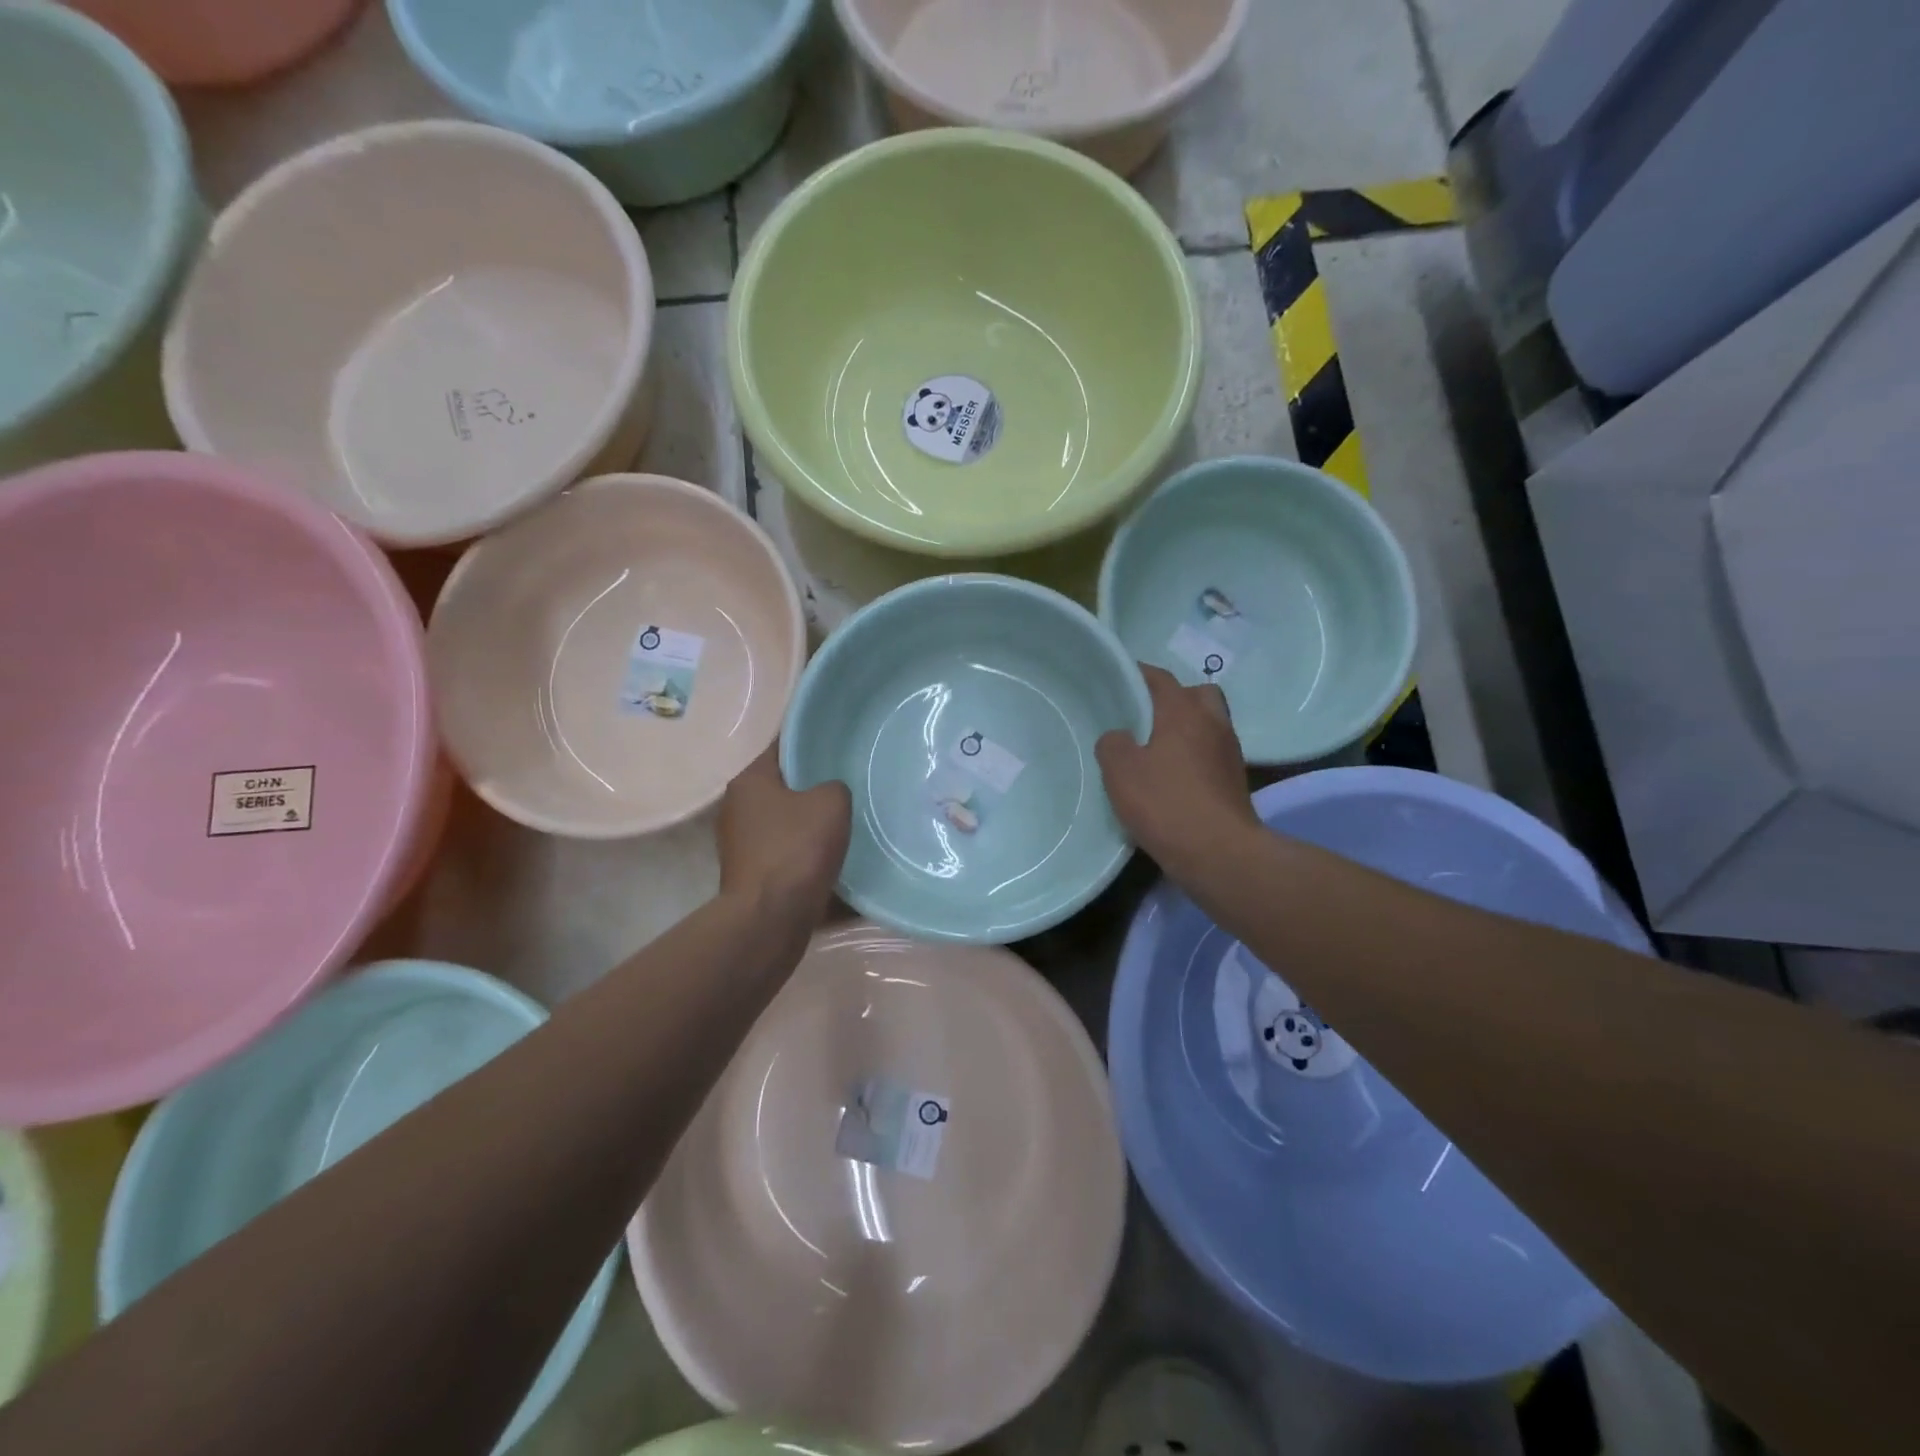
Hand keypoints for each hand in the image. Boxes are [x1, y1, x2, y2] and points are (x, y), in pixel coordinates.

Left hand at [718, 747, 851, 916]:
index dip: (811, 744)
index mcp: (749, 781)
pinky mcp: (751, 875)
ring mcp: (741, 844)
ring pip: (786, 822)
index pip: (782, 748)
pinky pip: (786, 853)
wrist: (771, 918)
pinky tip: (833, 855)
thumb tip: (829, 795)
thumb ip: (834, 787)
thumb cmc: (796, 849)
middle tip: (848, 784)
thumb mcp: (831, 803)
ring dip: (810, 824)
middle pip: (783, 787)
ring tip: (846, 822)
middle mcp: (737, 808)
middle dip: (813, 787)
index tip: (839, 745)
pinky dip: (806, 853)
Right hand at [1096, 665, 1259, 869]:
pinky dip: (1195, 757)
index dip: (1137, 675)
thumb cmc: (1165, 803)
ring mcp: (1229, 752)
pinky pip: (1211, 754)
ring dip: (1186, 729)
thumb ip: (1112, 744)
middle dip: (1172, 699)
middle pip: (1195, 694)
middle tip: (1145, 718)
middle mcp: (1213, 722)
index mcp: (1183, 711)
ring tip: (1157, 750)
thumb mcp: (1120, 771)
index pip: (1159, 677)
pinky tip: (1174, 778)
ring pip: (1207, 724)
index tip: (1117, 680)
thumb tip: (1120, 738)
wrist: (1219, 853)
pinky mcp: (1236, 781)